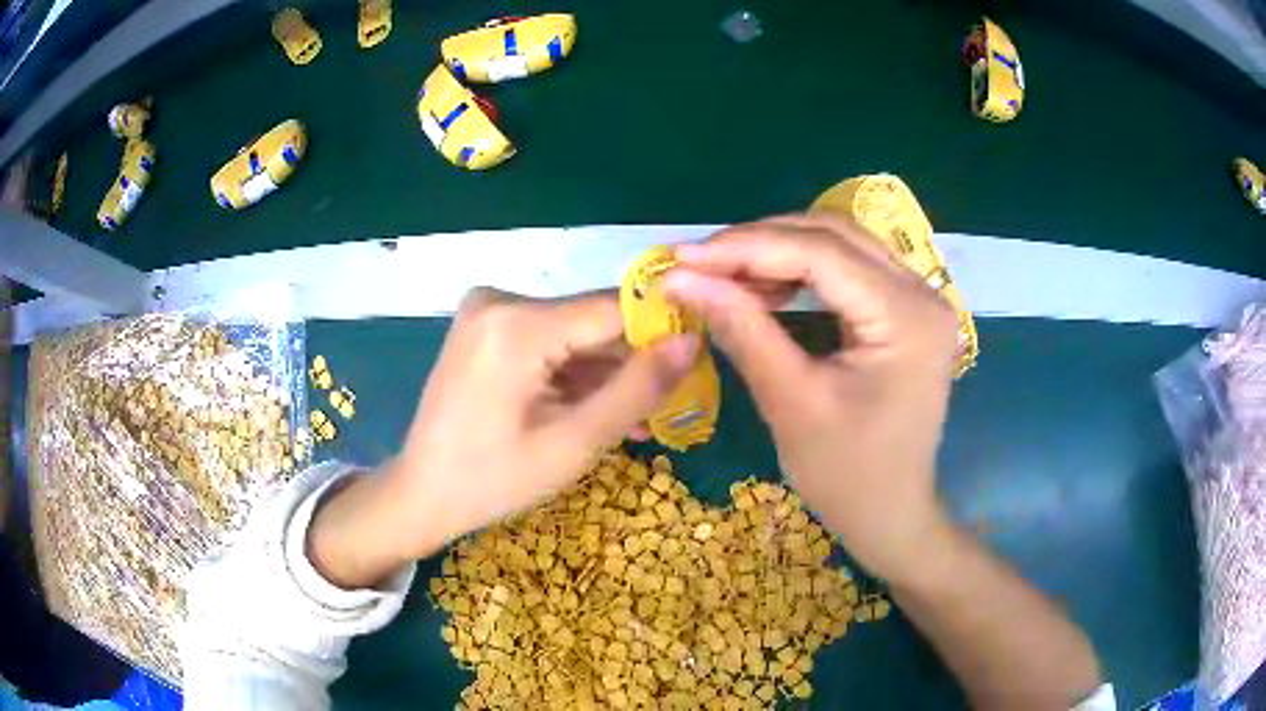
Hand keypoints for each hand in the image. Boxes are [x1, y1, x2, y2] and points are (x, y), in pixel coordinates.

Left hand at [308, 289, 699, 588]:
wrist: (422, 493)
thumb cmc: (493, 480)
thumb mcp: (573, 443)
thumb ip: (636, 390)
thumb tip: (692, 342)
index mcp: (517, 324)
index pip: (614, 309)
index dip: (663, 330)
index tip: (700, 359)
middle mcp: (500, 300)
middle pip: (592, 322)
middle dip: (631, 362)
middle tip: (669, 405)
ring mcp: (489, 312)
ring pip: (573, 334)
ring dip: (606, 374)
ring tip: (640, 420)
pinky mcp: (487, 328)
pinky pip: (548, 342)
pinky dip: (574, 374)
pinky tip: (600, 410)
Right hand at [664, 213, 958, 583]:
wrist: (892, 516)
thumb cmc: (847, 476)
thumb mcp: (791, 403)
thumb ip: (742, 329)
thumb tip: (681, 279)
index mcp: (907, 316)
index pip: (821, 253)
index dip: (746, 247)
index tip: (684, 256)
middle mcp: (922, 293)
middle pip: (834, 236)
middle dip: (760, 242)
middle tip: (699, 262)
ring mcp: (918, 300)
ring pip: (840, 246)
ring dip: (778, 252)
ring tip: (723, 275)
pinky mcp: (905, 313)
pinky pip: (848, 271)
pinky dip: (800, 273)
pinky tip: (763, 288)